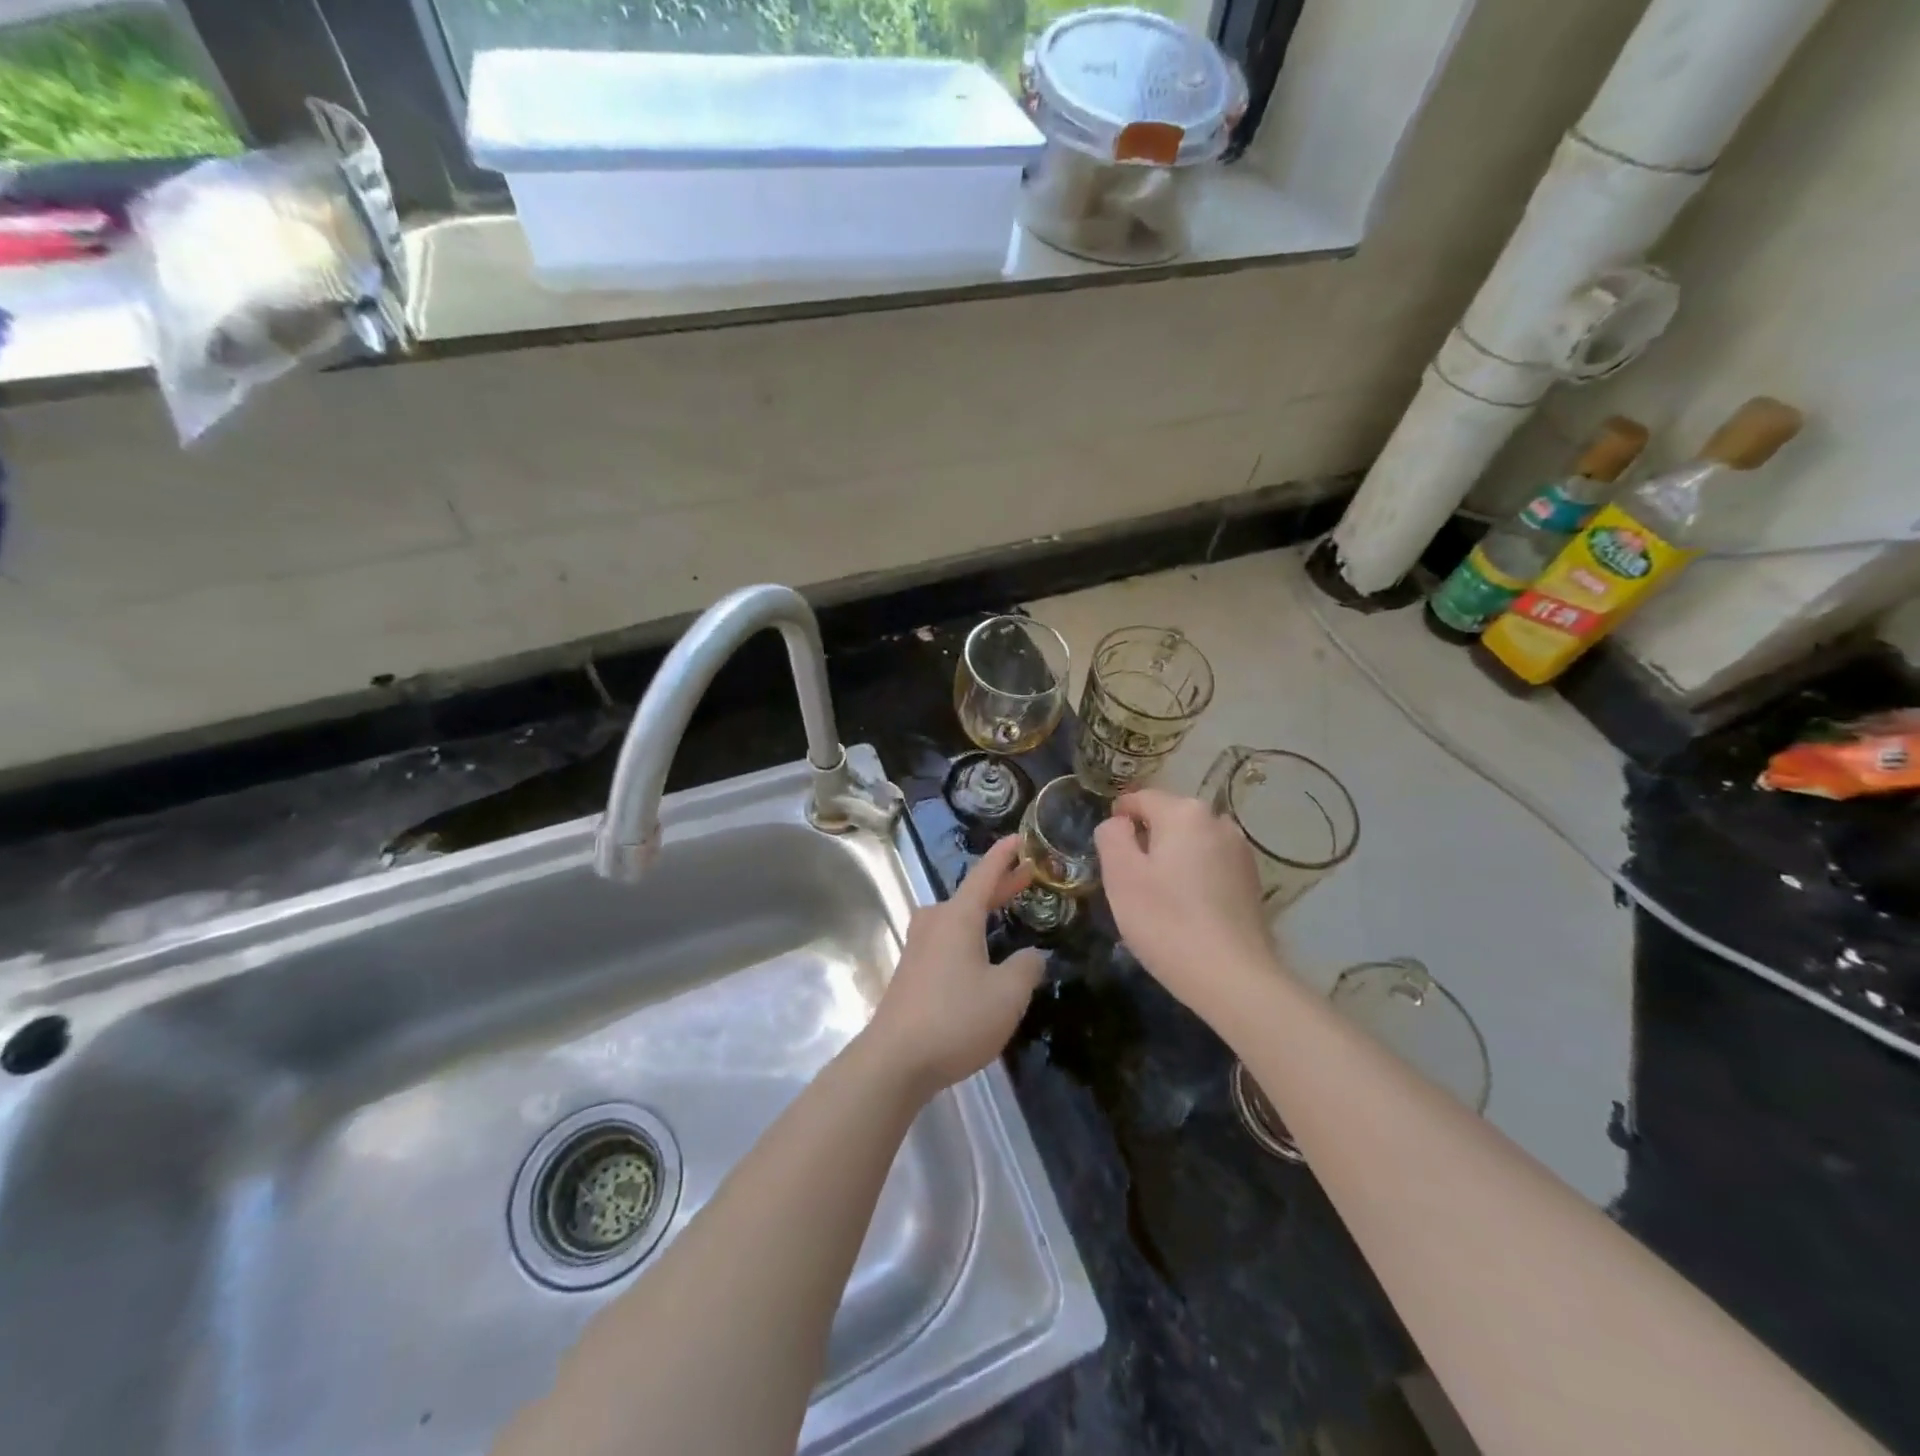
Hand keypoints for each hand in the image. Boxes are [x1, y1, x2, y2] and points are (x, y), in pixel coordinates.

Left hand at [864, 836, 1046, 1095]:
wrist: (895, 1060)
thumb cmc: (956, 1019)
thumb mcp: (1007, 995)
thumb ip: (1026, 969)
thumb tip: (1032, 956)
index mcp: (958, 917)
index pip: (985, 874)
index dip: (1005, 855)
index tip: (1019, 836)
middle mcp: (934, 922)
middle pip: (971, 895)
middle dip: (1000, 885)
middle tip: (1028, 875)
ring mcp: (918, 946)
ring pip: (958, 918)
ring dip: (984, 912)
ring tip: (1008, 911)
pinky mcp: (911, 970)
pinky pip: (947, 940)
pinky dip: (970, 935)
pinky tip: (982, 955)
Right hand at [1094, 789, 1278, 1014]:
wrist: (1232, 977)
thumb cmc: (1166, 921)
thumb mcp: (1121, 875)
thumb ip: (1111, 836)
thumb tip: (1119, 823)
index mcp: (1184, 812)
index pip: (1140, 798)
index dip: (1118, 819)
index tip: (1107, 850)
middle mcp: (1218, 821)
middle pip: (1168, 818)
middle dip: (1146, 840)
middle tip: (1129, 880)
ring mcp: (1240, 851)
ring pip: (1190, 843)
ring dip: (1170, 859)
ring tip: (1157, 897)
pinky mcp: (1251, 880)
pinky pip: (1209, 865)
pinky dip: (1192, 877)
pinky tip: (1185, 910)